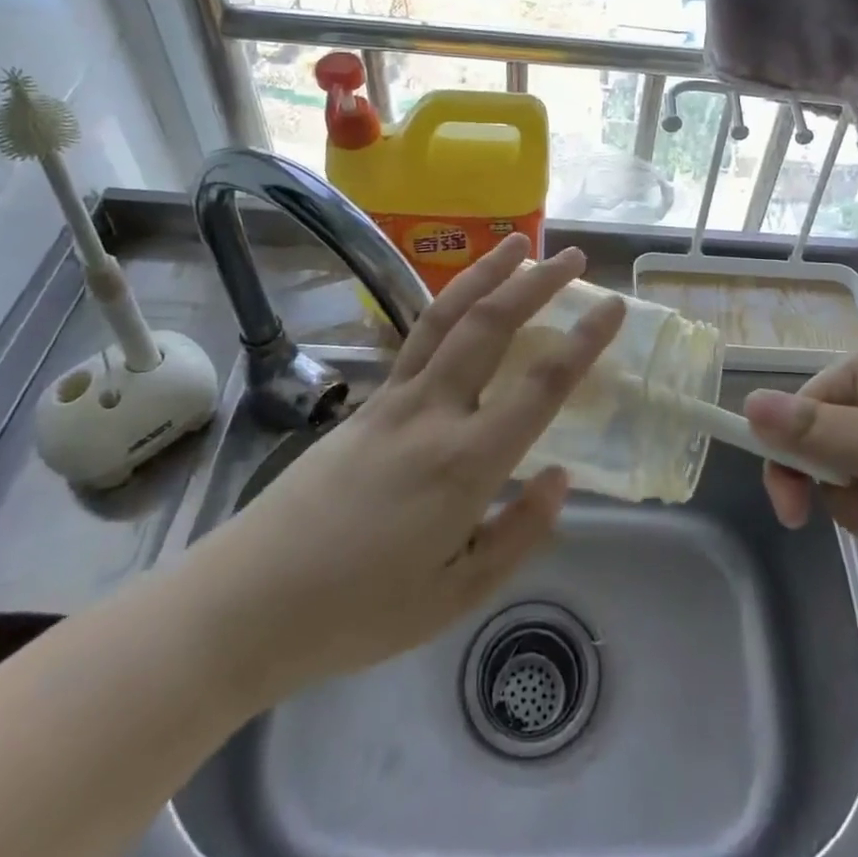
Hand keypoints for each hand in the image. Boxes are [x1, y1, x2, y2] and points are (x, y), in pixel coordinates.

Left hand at [180, 236, 624, 707]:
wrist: (244, 602)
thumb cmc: (357, 612)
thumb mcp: (453, 596)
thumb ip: (517, 535)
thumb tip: (560, 477)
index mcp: (464, 464)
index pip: (540, 387)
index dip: (583, 341)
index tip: (612, 305)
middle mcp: (432, 414)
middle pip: (491, 326)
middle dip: (537, 284)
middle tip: (574, 256)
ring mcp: (393, 400)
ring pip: (448, 317)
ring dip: (487, 274)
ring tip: (518, 245)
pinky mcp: (366, 401)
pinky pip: (418, 337)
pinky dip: (450, 304)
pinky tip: (463, 299)